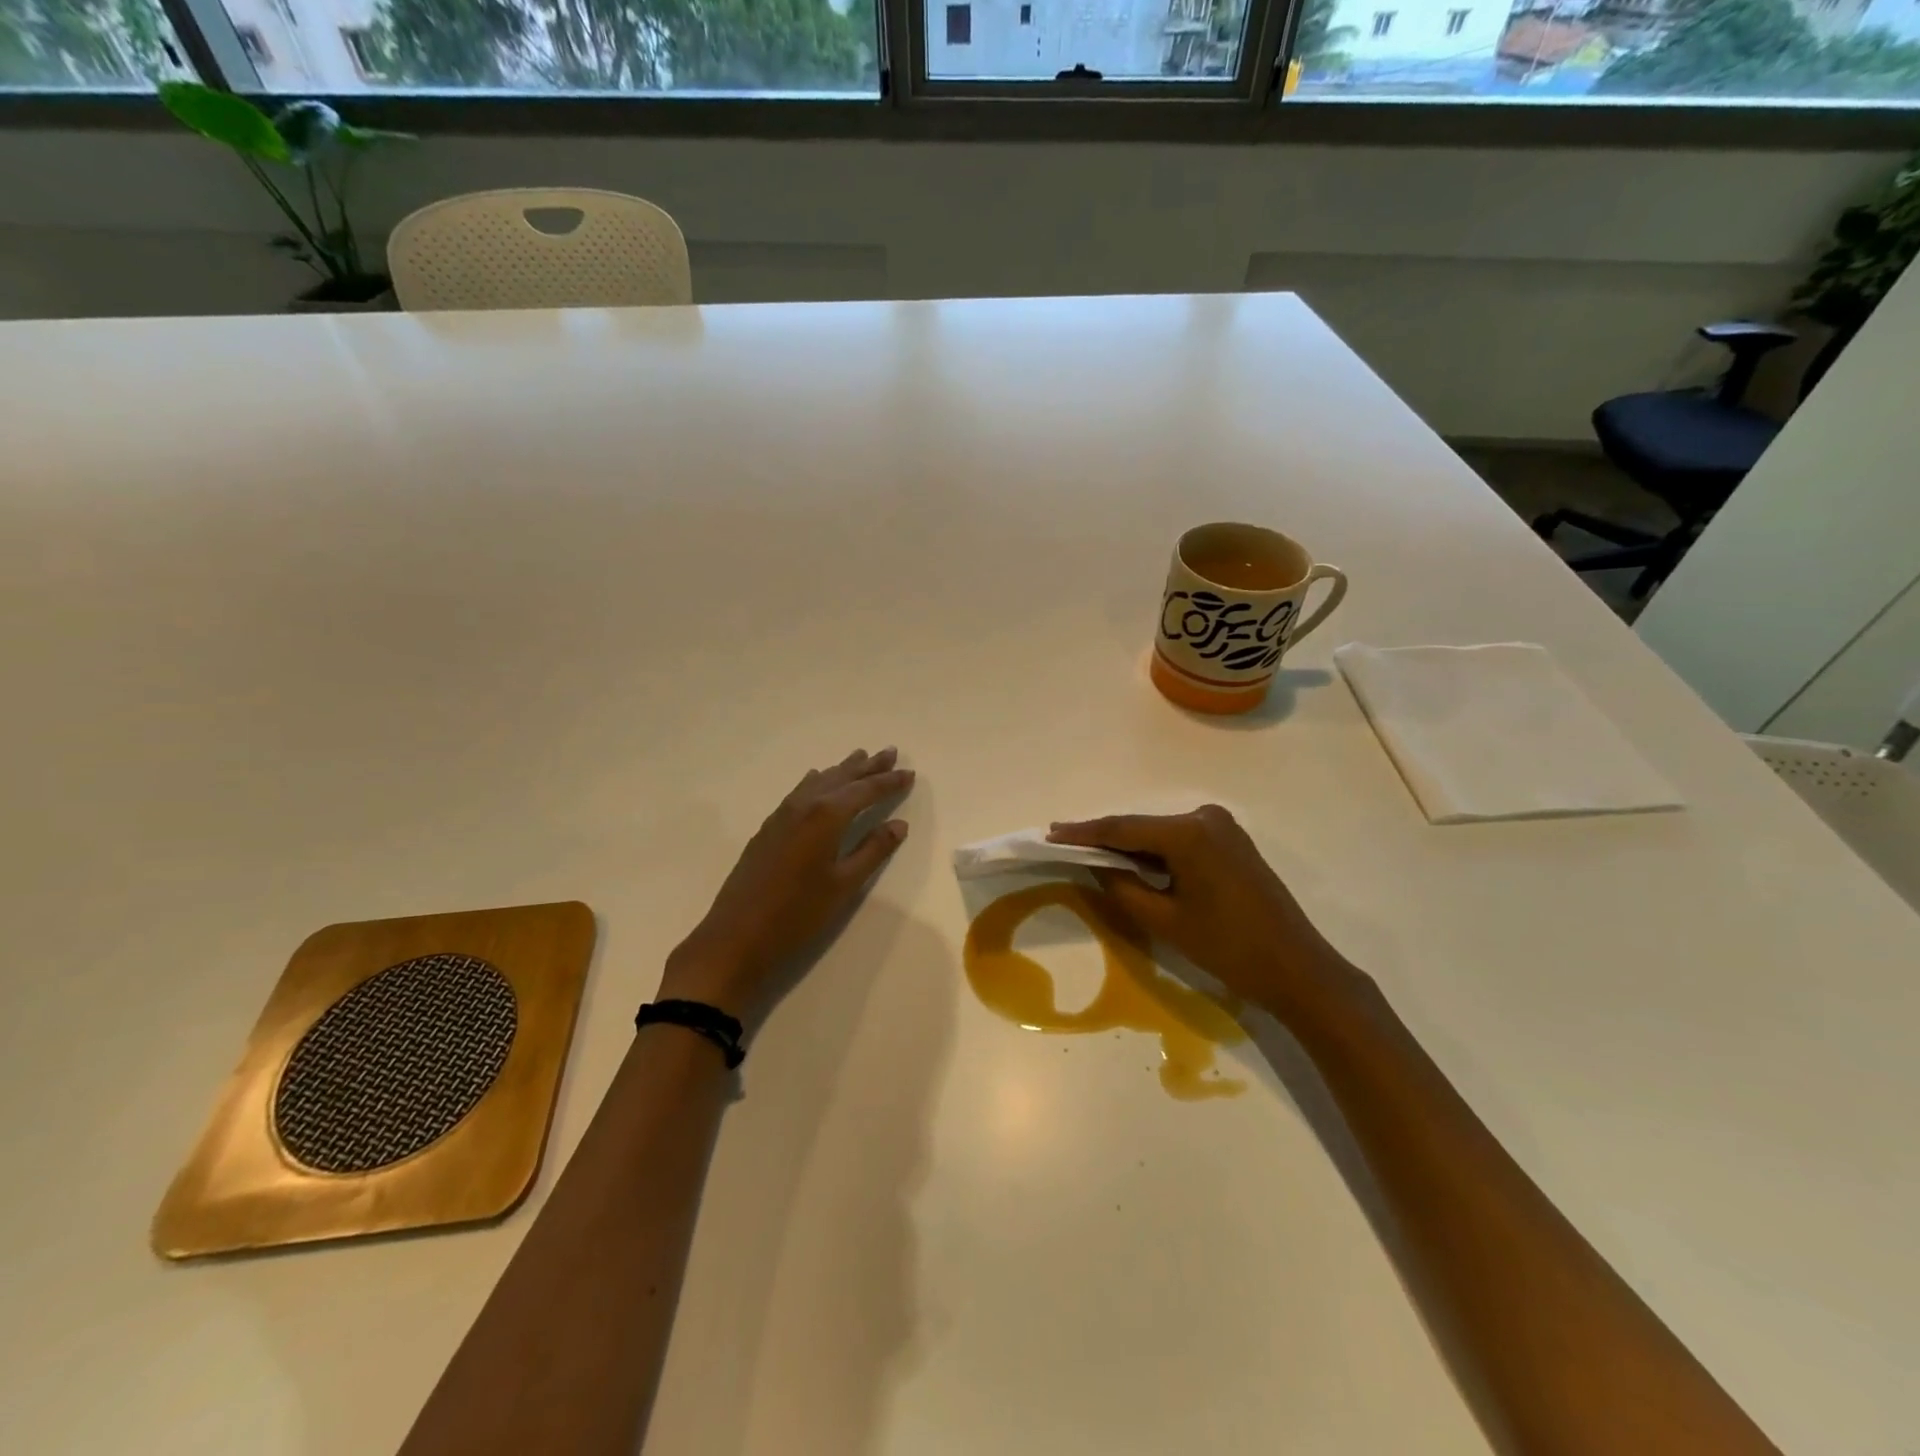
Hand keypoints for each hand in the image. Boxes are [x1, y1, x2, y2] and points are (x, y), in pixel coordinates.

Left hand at [661, 748, 913, 1031]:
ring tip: (861, 757)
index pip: (865, 790)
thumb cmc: (798, 913)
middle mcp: (804, 805)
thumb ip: (873, 850)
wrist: (737, 935)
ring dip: (843, 770)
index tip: (910, 772)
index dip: (889, 781)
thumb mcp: (844, 884)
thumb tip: (899, 824)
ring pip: (819, 781)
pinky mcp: (769, 828)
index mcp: (827, 816)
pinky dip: (817, 781)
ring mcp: (782, 815)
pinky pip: (800, 791)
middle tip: (890, 752)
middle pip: (842, 778)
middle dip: (868, 766)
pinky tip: (817, 780)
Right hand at [1048, 805, 1350, 1020]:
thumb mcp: (1164, 920)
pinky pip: (1180, 841)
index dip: (1084, 832)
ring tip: (1089, 852)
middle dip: (1104, 837)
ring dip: (1129, 845)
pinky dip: (1155, 852)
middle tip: (1065, 843)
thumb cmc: (1228, 947)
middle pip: (1142, 827)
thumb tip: (1098, 864)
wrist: (1297, 968)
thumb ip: (1122, 886)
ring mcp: (1222, 827)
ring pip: (1160, 834)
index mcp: (1189, 833)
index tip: (1050, 833)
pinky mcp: (1231, 841)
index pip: (1123, 828)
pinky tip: (1132, 861)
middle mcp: (1205, 818)